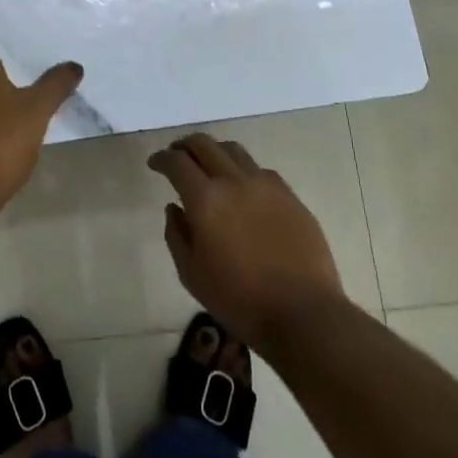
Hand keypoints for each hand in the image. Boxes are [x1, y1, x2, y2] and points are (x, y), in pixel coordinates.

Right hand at [148, 133, 346, 352]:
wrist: (303, 313)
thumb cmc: (239, 300)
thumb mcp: (191, 274)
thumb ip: (176, 235)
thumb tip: (174, 208)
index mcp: (205, 199)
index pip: (177, 162)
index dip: (162, 158)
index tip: (155, 163)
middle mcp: (234, 181)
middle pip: (204, 144)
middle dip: (185, 145)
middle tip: (177, 155)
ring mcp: (265, 184)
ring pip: (234, 150)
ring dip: (215, 151)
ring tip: (209, 165)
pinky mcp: (289, 195)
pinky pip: (260, 170)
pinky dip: (243, 170)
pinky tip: (243, 188)